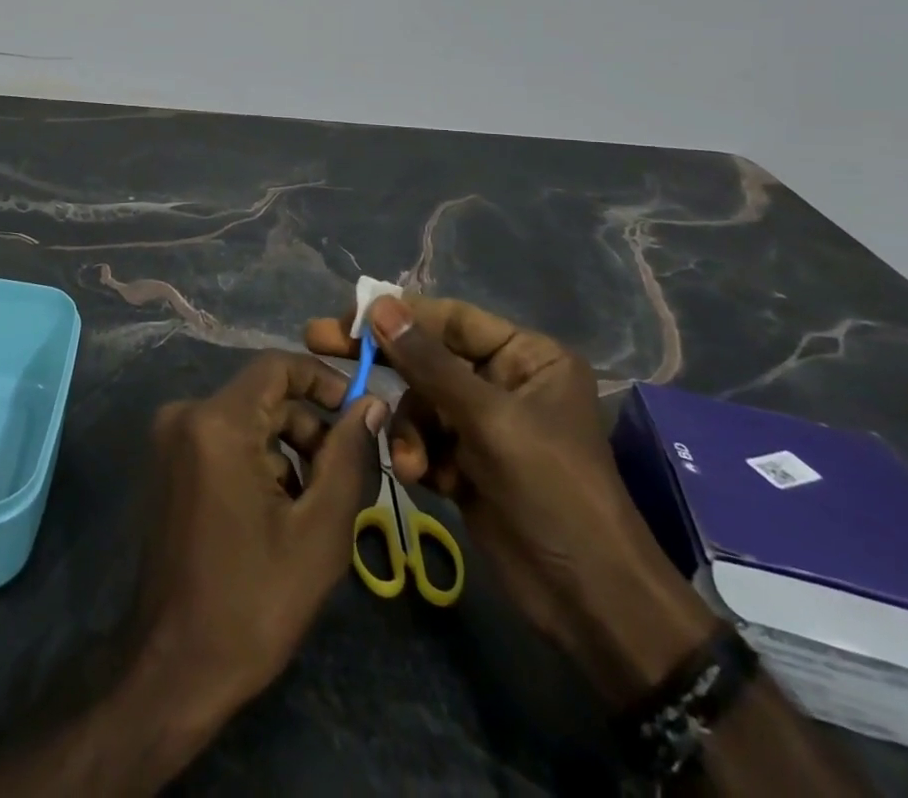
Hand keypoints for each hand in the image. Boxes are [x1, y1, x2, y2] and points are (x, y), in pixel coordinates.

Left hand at [133, 352, 386, 720]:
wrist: (176, 664)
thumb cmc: (253, 601)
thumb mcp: (319, 531)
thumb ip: (348, 456)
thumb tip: (369, 404)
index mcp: (216, 422)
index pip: (276, 365)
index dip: (322, 380)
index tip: (357, 412)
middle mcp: (185, 414)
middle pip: (262, 396)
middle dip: (308, 427)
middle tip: (343, 476)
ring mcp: (169, 438)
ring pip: (245, 420)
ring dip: (286, 449)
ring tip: (313, 505)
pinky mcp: (166, 462)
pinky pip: (222, 439)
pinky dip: (256, 460)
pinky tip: (276, 513)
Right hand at [305, 294, 716, 705]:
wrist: (590, 602)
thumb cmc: (552, 491)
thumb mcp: (488, 419)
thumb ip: (428, 362)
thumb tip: (380, 306)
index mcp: (525, 356)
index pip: (450, 318)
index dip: (397, 314)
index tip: (344, 316)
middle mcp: (503, 381)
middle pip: (426, 357)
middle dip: (382, 361)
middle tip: (317, 341)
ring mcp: (484, 424)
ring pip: (418, 403)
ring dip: (407, 430)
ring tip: (413, 463)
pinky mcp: (467, 463)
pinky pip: (423, 438)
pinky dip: (416, 455)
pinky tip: (422, 478)